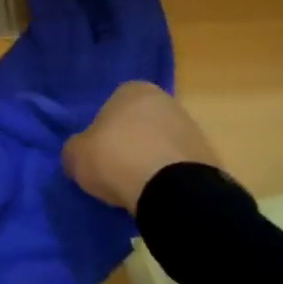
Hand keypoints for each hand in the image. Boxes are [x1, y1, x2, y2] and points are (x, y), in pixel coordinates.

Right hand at [62, 82, 221, 211]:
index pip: (111, 105)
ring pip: (160, 144)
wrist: (172, 191)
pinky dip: (167, 177)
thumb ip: (75, 149)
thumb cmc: (117, 158)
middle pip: (139, 123)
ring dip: (149, 160)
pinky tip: (155, 194)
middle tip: (114, 169)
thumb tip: (79, 154)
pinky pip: (177, 165)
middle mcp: (165, 101)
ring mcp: (191, 128)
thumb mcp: (76, 155)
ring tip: (135, 186)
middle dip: (128, 143)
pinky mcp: (207, 157)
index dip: (102, 130)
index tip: (98, 152)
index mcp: (133, 89)